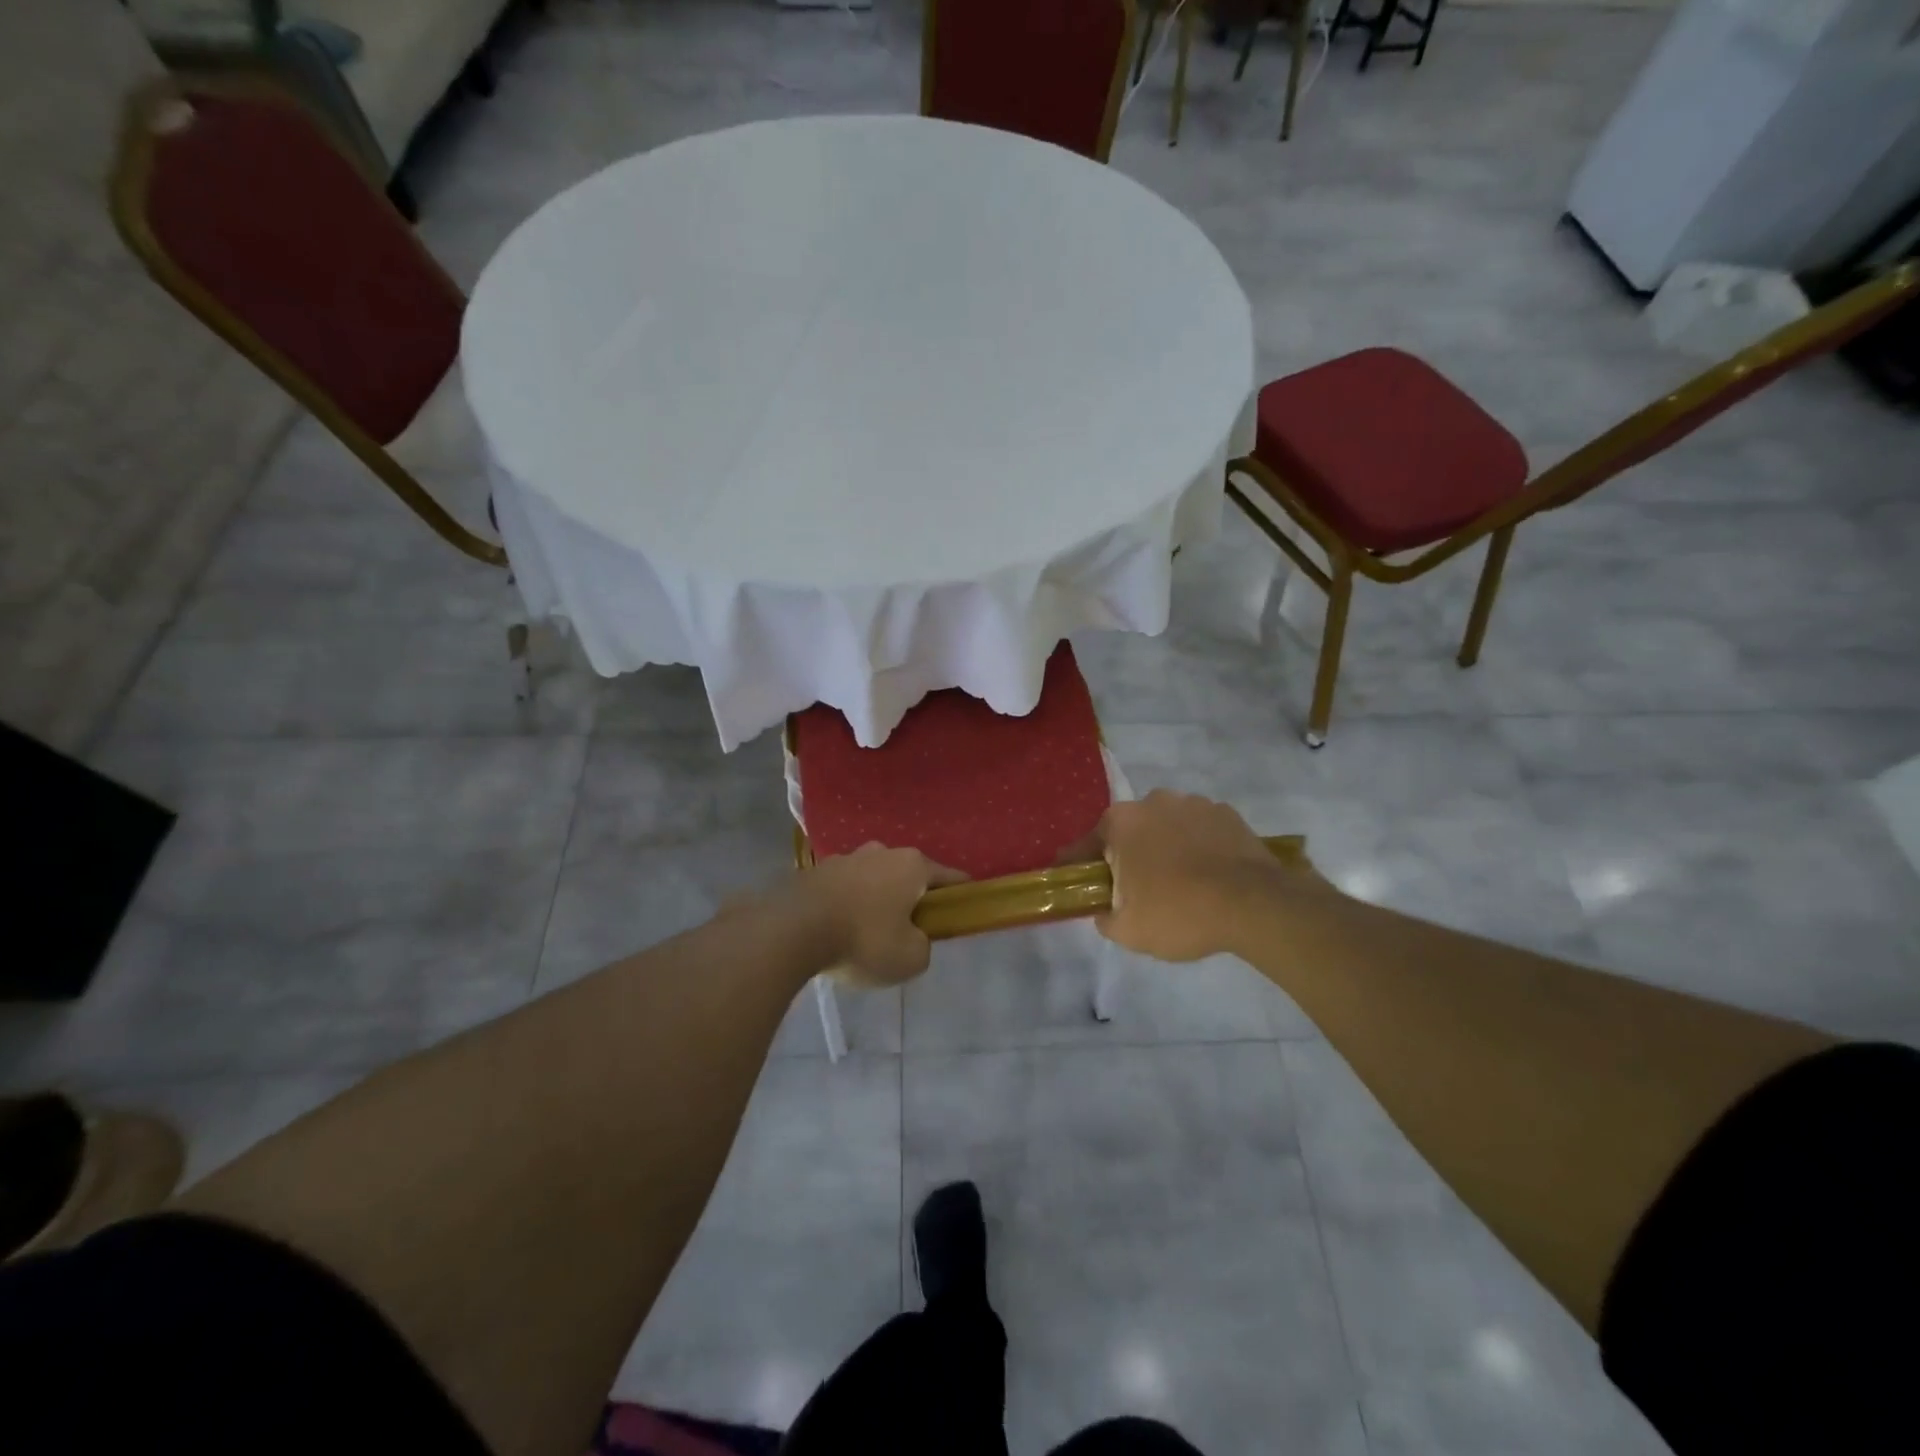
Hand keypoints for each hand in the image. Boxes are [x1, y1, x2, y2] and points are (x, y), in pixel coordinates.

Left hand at [802, 843, 966, 987]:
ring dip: (875, 900)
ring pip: (872, 879)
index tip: (961, 911)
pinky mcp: (814, 871)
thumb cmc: (863, 940)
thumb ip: (923, 946)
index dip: (959, 895)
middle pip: (907, 875)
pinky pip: (842, 889)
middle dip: (910, 898)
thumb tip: (914, 938)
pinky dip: (846, 905)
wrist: (792, 931)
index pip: (950, 877)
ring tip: (865, 934)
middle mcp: (881, 852)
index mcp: (912, 865)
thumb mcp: (910, 958)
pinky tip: (837, 930)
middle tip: (907, 931)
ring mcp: (845, 857)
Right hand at [1094, 790, 1312, 962]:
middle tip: (1136, 889)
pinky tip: (1208, 874)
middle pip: (1130, 831)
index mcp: (1121, 822)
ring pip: (1167, 827)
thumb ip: (1104, 918)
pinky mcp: (1227, 813)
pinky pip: (1201, 830)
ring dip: (1166, 847)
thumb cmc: (1179, 912)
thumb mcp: (1128, 930)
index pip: (1086, 844)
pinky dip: (1199, 846)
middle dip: (1128, 854)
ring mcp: (1194, 803)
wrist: (1254, 905)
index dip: (1078, 865)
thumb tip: (1104, 911)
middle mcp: (1153, 801)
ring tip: (1179, 882)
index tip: (1074, 879)